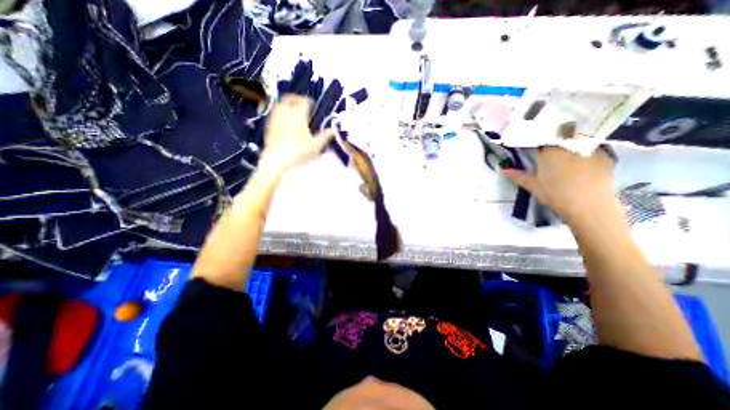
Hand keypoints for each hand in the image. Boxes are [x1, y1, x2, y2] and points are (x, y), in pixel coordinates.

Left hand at [257, 95, 334, 173]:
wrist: (277, 159)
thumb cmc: (299, 151)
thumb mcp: (315, 146)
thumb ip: (325, 136)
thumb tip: (333, 130)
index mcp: (299, 114)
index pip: (304, 101)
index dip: (309, 101)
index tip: (313, 105)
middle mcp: (286, 112)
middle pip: (290, 98)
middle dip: (297, 99)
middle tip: (302, 104)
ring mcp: (275, 117)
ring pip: (280, 103)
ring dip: (288, 104)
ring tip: (293, 111)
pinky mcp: (268, 124)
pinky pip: (275, 112)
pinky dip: (281, 112)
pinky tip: (285, 121)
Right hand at [505, 146, 617, 225]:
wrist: (589, 205)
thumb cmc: (555, 195)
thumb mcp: (533, 186)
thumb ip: (517, 176)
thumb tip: (502, 170)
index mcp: (548, 152)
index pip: (541, 138)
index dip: (538, 139)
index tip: (537, 144)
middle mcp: (567, 145)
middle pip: (560, 135)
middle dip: (555, 136)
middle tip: (551, 141)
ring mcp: (588, 148)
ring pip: (578, 137)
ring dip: (572, 139)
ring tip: (569, 146)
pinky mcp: (605, 154)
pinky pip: (594, 144)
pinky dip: (588, 146)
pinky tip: (585, 155)